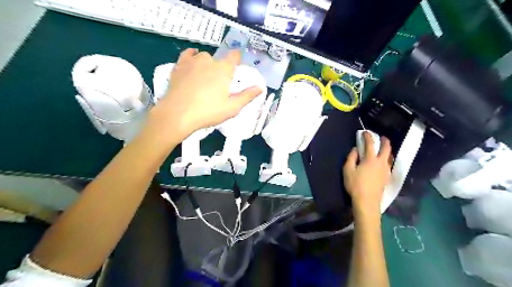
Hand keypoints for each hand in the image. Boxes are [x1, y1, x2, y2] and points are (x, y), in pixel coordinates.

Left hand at [144, 49, 263, 145]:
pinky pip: (187, 55)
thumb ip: (247, 96)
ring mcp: (192, 62)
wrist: (177, 114)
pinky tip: (192, 61)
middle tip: (220, 83)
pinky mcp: (179, 66)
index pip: (234, 56)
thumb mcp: (232, 108)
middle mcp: (209, 61)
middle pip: (219, 59)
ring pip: (203, 57)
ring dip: (207, 63)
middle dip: (221, 68)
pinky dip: (191, 56)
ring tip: (206, 76)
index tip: (237, 67)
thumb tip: (260, 88)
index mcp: (223, 70)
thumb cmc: (208, 111)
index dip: (237, 59)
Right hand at [344, 131, 392, 216]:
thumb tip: (355, 150)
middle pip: (387, 148)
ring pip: (390, 156)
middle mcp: (381, 162)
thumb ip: (351, 158)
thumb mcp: (348, 170)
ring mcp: (386, 170)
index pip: (370, 144)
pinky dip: (387, 159)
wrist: (367, 201)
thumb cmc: (355, 185)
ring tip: (383, 149)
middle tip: (382, 137)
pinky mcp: (387, 177)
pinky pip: (389, 164)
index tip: (365, 132)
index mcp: (370, 159)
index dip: (368, 137)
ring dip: (387, 150)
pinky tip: (383, 162)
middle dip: (385, 141)